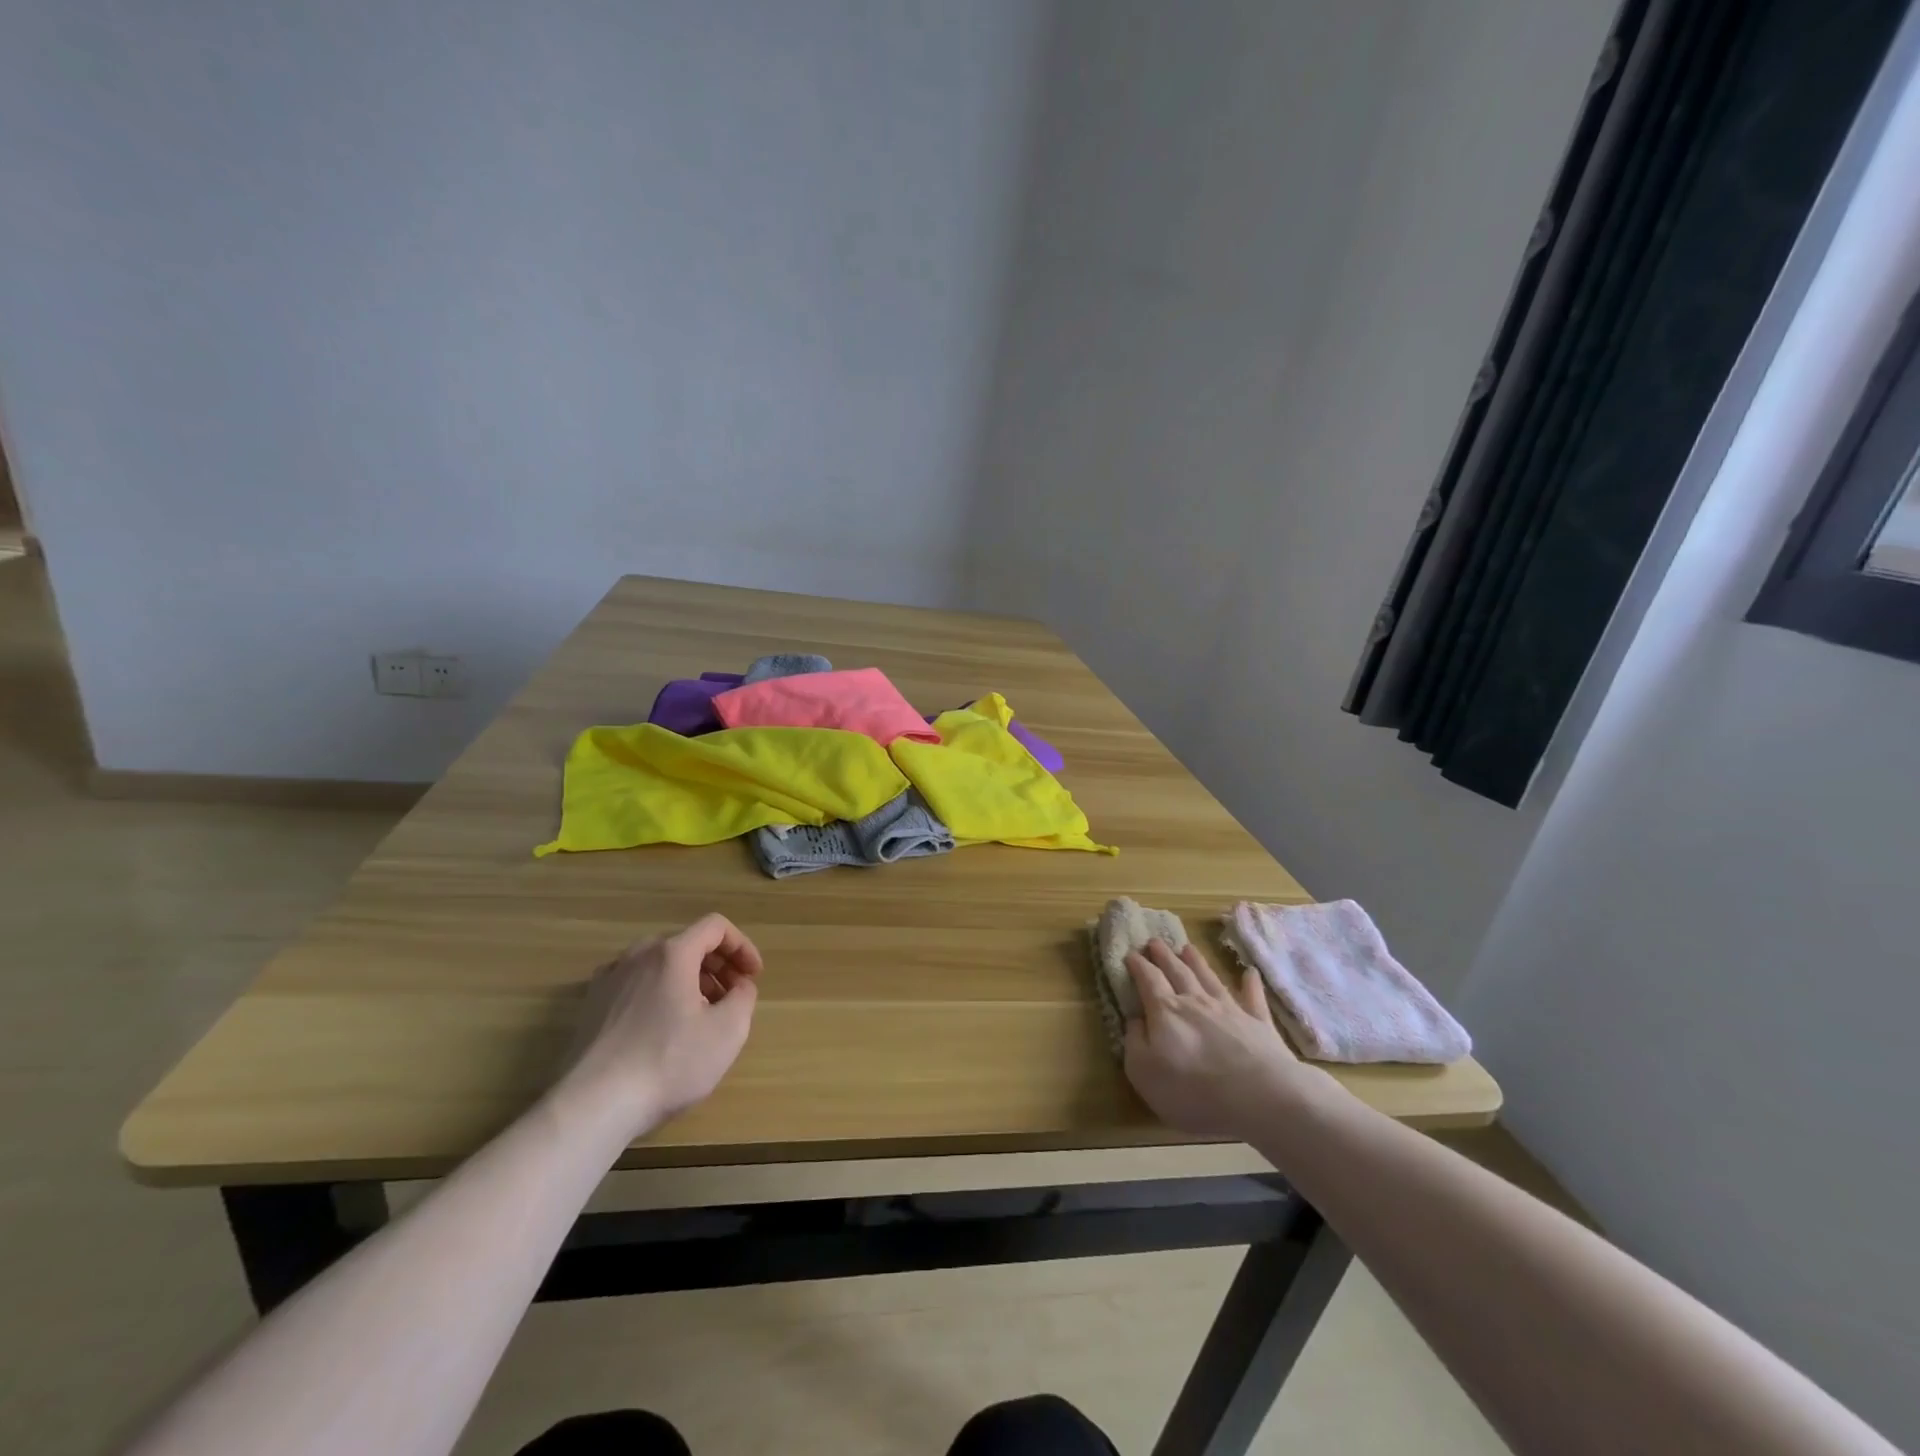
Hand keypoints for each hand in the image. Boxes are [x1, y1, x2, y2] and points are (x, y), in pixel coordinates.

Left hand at [554, 913, 762, 1141]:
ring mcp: (609, 979)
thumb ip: (744, 996)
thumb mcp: (728, 1031)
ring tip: (700, 1015)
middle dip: (717, 965)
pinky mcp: (591, 1005)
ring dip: (688, 979)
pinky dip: (658, 992)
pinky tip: (661, 1027)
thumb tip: (739, 985)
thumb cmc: (669, 1062)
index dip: (742, 946)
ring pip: (659, 964)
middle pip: (687, 943)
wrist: (593, 1105)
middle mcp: (638, 955)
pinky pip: (635, 984)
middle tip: (732, 996)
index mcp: (672, 953)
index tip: (753, 976)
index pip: (715, 927)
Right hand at [1122, 939, 1320, 1139]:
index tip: (1130, 954)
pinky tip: (1251, 973)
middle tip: (1155, 941)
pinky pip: (1253, 998)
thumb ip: (1134, 1042)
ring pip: (1209, 978)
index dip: (1138, 966)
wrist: (1259, 1096)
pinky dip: (1251, 985)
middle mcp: (1196, 1001)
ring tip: (1187, 947)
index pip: (1148, 980)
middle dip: (1164, 956)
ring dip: (1197, 961)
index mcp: (1165, 1011)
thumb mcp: (1144, 1072)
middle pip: (1177, 972)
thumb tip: (1134, 1020)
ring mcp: (1230, 1009)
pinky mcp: (1259, 1024)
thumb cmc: (1192, 1090)